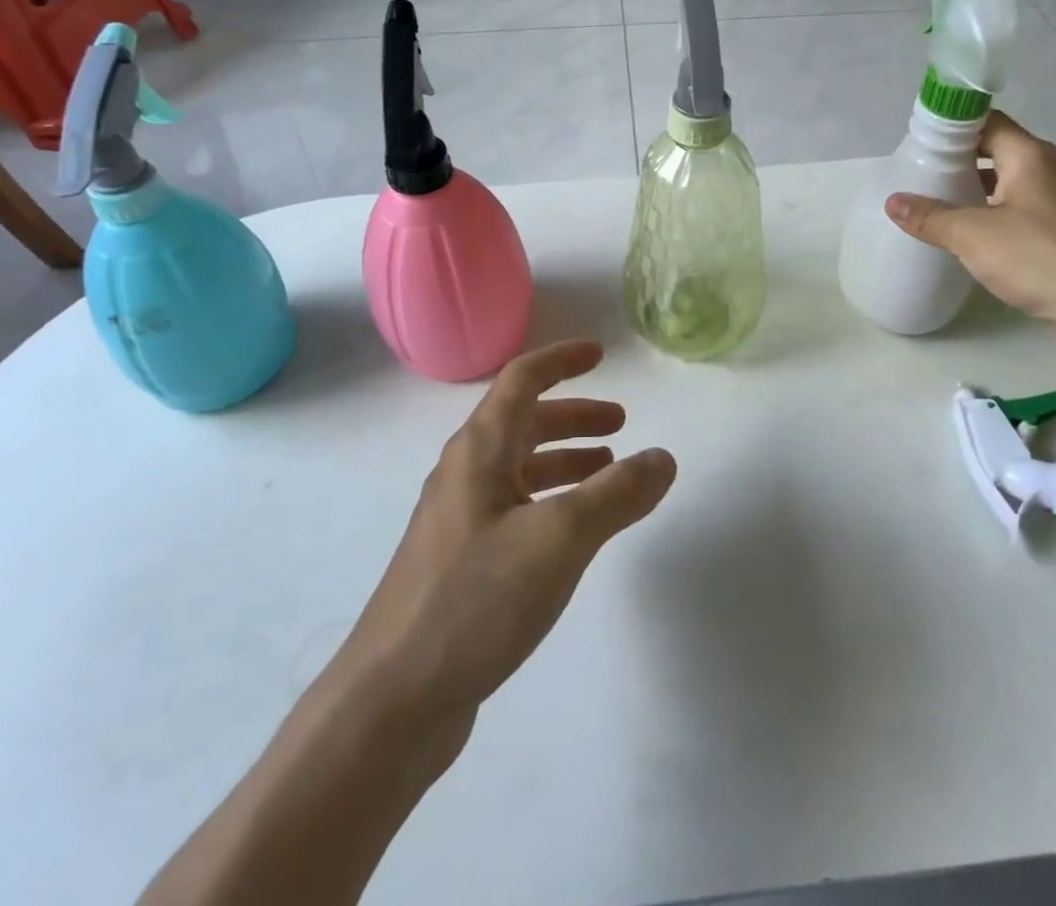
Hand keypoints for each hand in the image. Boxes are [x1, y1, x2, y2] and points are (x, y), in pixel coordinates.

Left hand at [321, 340, 675, 755]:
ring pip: (520, 467)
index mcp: (479, 450)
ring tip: (609, 471)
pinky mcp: (461, 562)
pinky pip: (515, 508)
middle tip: (620, 423)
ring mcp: (459, 519)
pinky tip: (573, 531)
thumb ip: (616, 495)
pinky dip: (552, 500)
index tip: (600, 354)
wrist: (392, 701)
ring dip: (565, 459)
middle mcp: (465, 473)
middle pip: (523, 422)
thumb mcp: (559, 540)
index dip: (562, 360)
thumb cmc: (474, 601)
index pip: (523, 379)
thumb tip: (663, 458)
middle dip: (573, 416)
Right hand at [884, 110, 1055, 326]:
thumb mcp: (971, 235)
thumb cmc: (1038, 256)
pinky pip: (1027, 211)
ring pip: (1013, 184)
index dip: (954, 127)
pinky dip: (999, 214)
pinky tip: (978, 238)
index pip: (988, 122)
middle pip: (999, 152)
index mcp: (1030, 156)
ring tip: (944, 205)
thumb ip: (929, 217)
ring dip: (980, 190)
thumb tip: (892, 202)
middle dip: (962, 161)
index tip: (922, 143)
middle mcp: (1052, 170)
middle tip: (924, 175)